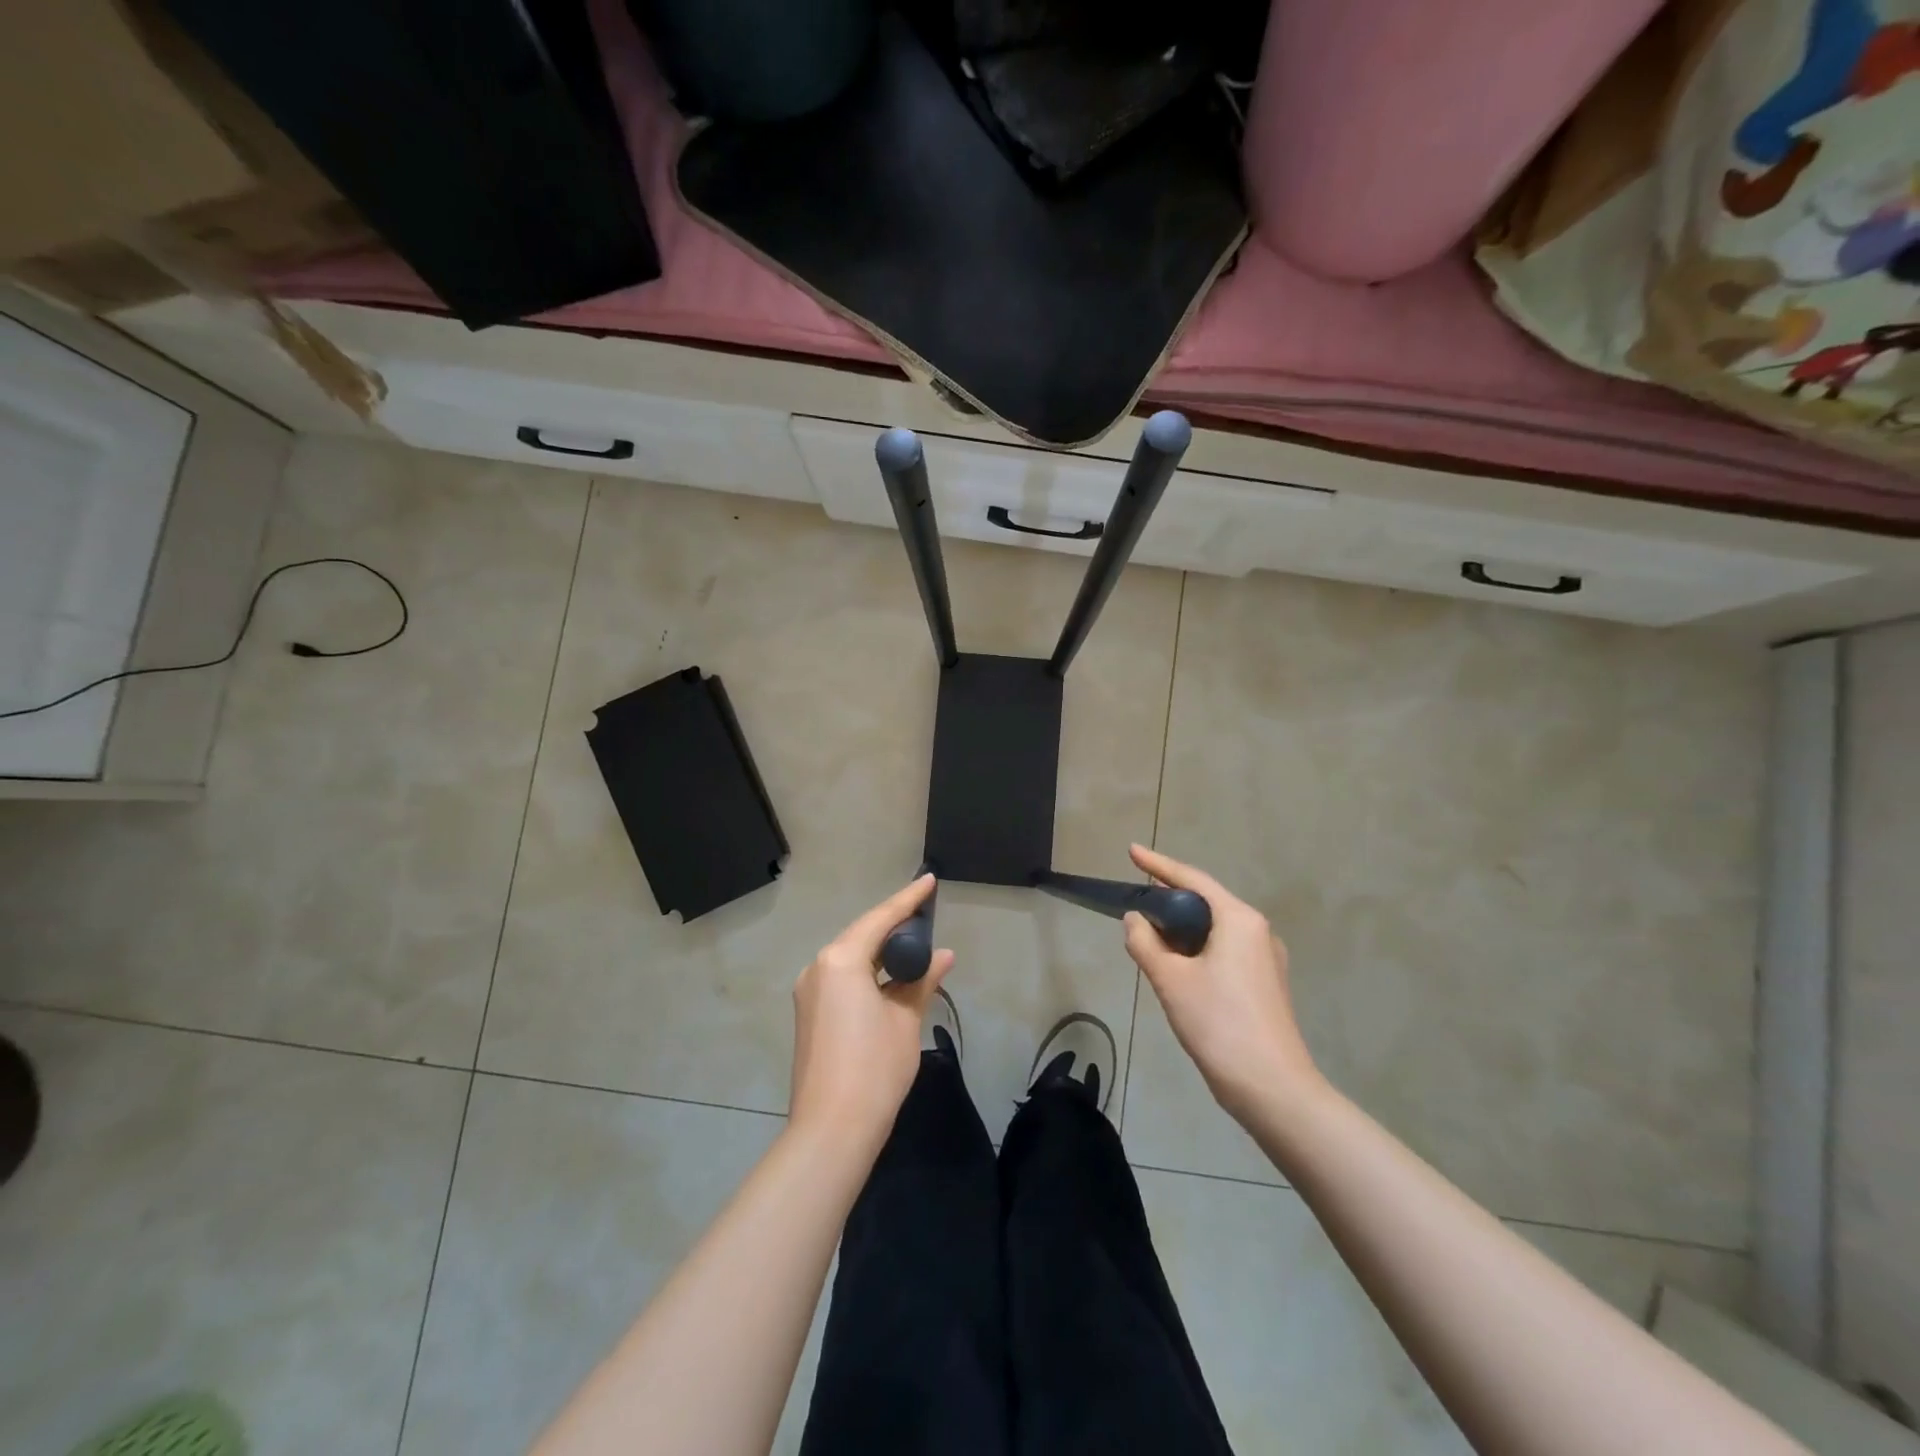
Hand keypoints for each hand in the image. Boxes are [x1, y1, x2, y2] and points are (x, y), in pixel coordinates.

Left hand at [790, 875, 953, 1152]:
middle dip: (893, 924)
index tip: (929, 880)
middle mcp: (818, 967)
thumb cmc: (875, 1068)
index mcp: (841, 960)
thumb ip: (922, 980)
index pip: (880, 919)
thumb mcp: (906, 1019)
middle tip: (925, 914)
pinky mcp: (809, 1013)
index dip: (908, 900)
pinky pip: (841, 977)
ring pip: (850, 957)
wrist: (831, 1130)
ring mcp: (809, 991)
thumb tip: (942, 956)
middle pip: (861, 934)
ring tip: (913, 944)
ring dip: (879, 950)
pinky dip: (867, 971)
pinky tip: (889, 976)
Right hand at [1122, 844, 1322, 1121]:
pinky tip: (1179, 968)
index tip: (1132, 852)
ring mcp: (1267, 960)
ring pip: (1216, 930)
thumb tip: (1134, 919)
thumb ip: (1145, 942)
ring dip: (1183, 928)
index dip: (1158, 865)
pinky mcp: (1266, 985)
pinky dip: (1198, 949)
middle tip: (1137, 901)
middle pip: (1206, 902)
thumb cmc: (1219, 1024)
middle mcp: (1258, 931)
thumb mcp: (1170, 980)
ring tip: (1152, 936)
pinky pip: (1225, 952)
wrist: (1273, 1089)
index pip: (1192, 879)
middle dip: (1170, 899)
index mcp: (1239, 920)